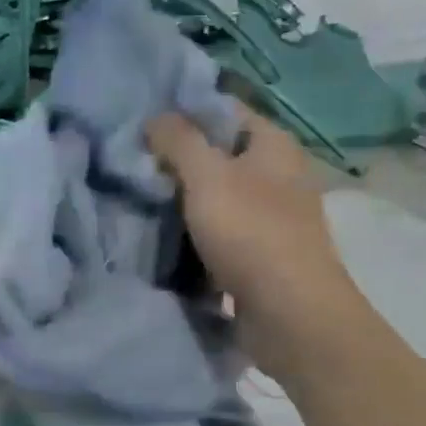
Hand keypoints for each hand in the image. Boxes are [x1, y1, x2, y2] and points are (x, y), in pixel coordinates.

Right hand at [147, 106, 363, 377]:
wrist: (291, 315)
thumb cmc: (251, 233)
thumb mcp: (207, 175)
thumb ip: (179, 140)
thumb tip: (156, 117)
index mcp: (274, 144)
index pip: (225, 110)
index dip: (185, 111)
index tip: (143, 123)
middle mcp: (278, 174)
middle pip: (220, 154)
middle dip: (179, 160)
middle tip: (134, 164)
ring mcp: (272, 217)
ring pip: (219, 196)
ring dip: (185, 201)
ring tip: (141, 198)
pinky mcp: (262, 254)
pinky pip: (222, 233)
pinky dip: (197, 234)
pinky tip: (164, 237)